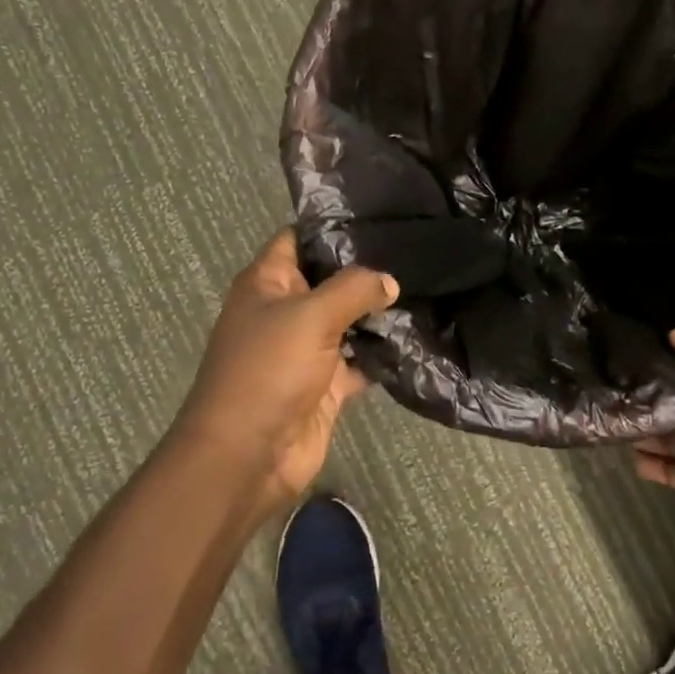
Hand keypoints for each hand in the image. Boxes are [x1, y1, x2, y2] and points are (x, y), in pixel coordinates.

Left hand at [174, 231, 397, 505]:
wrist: (248, 457)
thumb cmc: (268, 372)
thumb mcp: (310, 316)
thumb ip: (353, 289)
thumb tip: (389, 282)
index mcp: (267, 284)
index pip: (299, 239)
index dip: (333, 226)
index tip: (380, 216)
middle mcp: (286, 311)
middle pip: (330, 280)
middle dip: (368, 270)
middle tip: (416, 251)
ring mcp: (307, 350)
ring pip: (349, 321)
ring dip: (380, 312)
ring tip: (426, 287)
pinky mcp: (326, 385)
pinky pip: (360, 361)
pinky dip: (383, 354)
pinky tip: (418, 337)